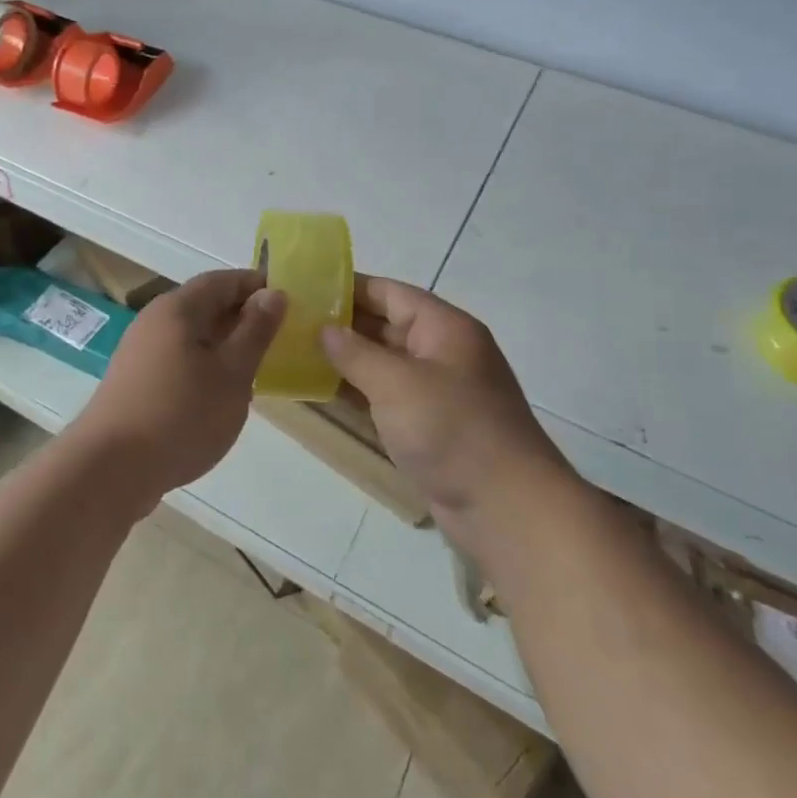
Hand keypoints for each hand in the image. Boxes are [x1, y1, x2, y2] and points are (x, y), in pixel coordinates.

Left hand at [80, 269, 285, 502]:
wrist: (111, 469)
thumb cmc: (181, 415)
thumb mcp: (232, 373)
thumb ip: (255, 331)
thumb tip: (273, 293)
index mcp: (178, 308)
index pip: (223, 280)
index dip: (256, 286)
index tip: (288, 302)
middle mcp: (154, 320)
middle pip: (205, 305)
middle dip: (242, 316)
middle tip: (279, 338)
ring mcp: (140, 351)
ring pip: (192, 335)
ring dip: (224, 344)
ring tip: (255, 368)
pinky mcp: (135, 381)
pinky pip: (178, 358)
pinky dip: (204, 365)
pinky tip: (220, 394)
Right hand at [320, 276, 572, 550]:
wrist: (506, 509)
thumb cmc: (452, 430)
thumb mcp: (397, 383)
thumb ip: (355, 352)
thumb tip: (323, 328)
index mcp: (444, 327)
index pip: (389, 292)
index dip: (347, 287)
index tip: (304, 288)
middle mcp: (441, 352)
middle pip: (384, 325)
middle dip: (340, 324)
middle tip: (290, 321)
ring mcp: (436, 391)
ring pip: (382, 363)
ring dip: (344, 359)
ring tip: (295, 352)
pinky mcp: (429, 426)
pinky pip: (386, 396)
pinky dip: (356, 391)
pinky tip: (320, 390)